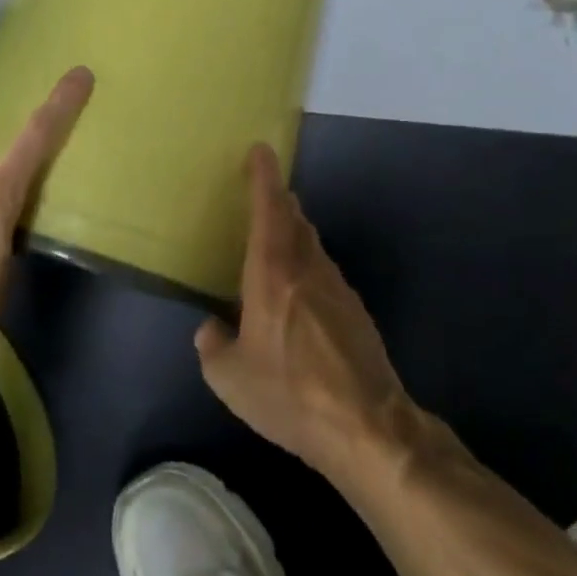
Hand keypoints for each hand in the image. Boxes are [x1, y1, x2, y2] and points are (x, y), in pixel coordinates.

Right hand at [195, 144, 417, 481]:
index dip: (264, 177)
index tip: (261, 150)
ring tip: (274, 245)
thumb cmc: (289, 394)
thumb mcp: (230, 379)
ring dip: (294, 235)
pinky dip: (307, 269)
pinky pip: (324, 275)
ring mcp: (338, 289)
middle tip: (263, 195)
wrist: (365, 425)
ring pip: (312, 246)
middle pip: (295, 220)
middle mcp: (308, 269)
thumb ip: (212, 347)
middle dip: (279, 202)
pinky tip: (297, 299)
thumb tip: (211, 329)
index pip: (269, 209)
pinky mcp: (356, 312)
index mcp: (273, 274)